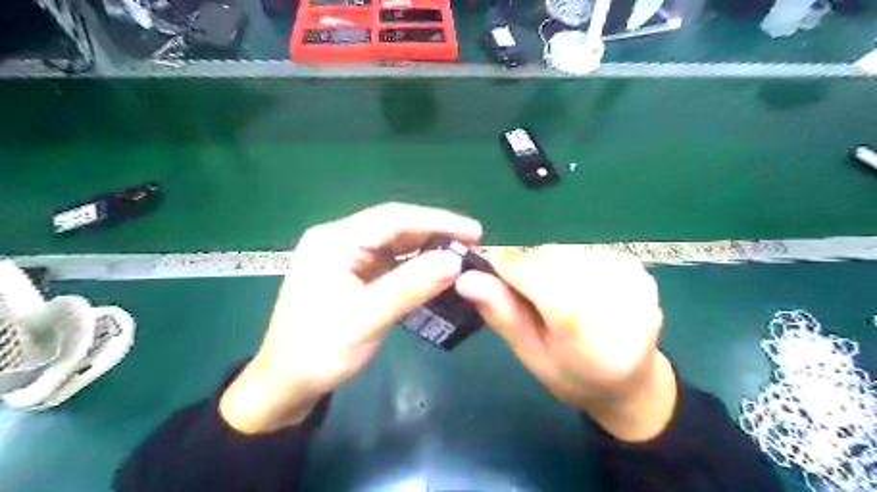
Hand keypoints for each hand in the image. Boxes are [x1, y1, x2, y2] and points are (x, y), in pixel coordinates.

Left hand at [218, 201, 479, 430]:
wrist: (286, 383)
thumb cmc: (319, 351)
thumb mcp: (365, 319)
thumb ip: (409, 287)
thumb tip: (454, 261)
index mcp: (335, 241)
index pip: (393, 218)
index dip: (437, 221)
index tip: (474, 231)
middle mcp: (340, 241)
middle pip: (395, 227)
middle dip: (435, 233)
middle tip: (473, 244)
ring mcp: (347, 257)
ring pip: (395, 243)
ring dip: (428, 248)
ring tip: (462, 255)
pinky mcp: (354, 274)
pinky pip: (391, 261)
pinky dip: (416, 265)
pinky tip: (436, 271)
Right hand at [459, 248, 676, 440]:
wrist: (632, 381)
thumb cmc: (572, 376)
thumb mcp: (530, 355)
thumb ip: (502, 315)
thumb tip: (465, 279)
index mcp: (588, 334)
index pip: (538, 278)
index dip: (506, 268)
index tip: (488, 272)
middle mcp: (617, 299)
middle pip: (550, 259)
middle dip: (525, 268)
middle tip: (524, 294)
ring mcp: (632, 279)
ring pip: (563, 250)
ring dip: (546, 265)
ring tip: (552, 294)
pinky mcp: (636, 266)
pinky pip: (582, 249)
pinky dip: (567, 263)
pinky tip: (575, 287)